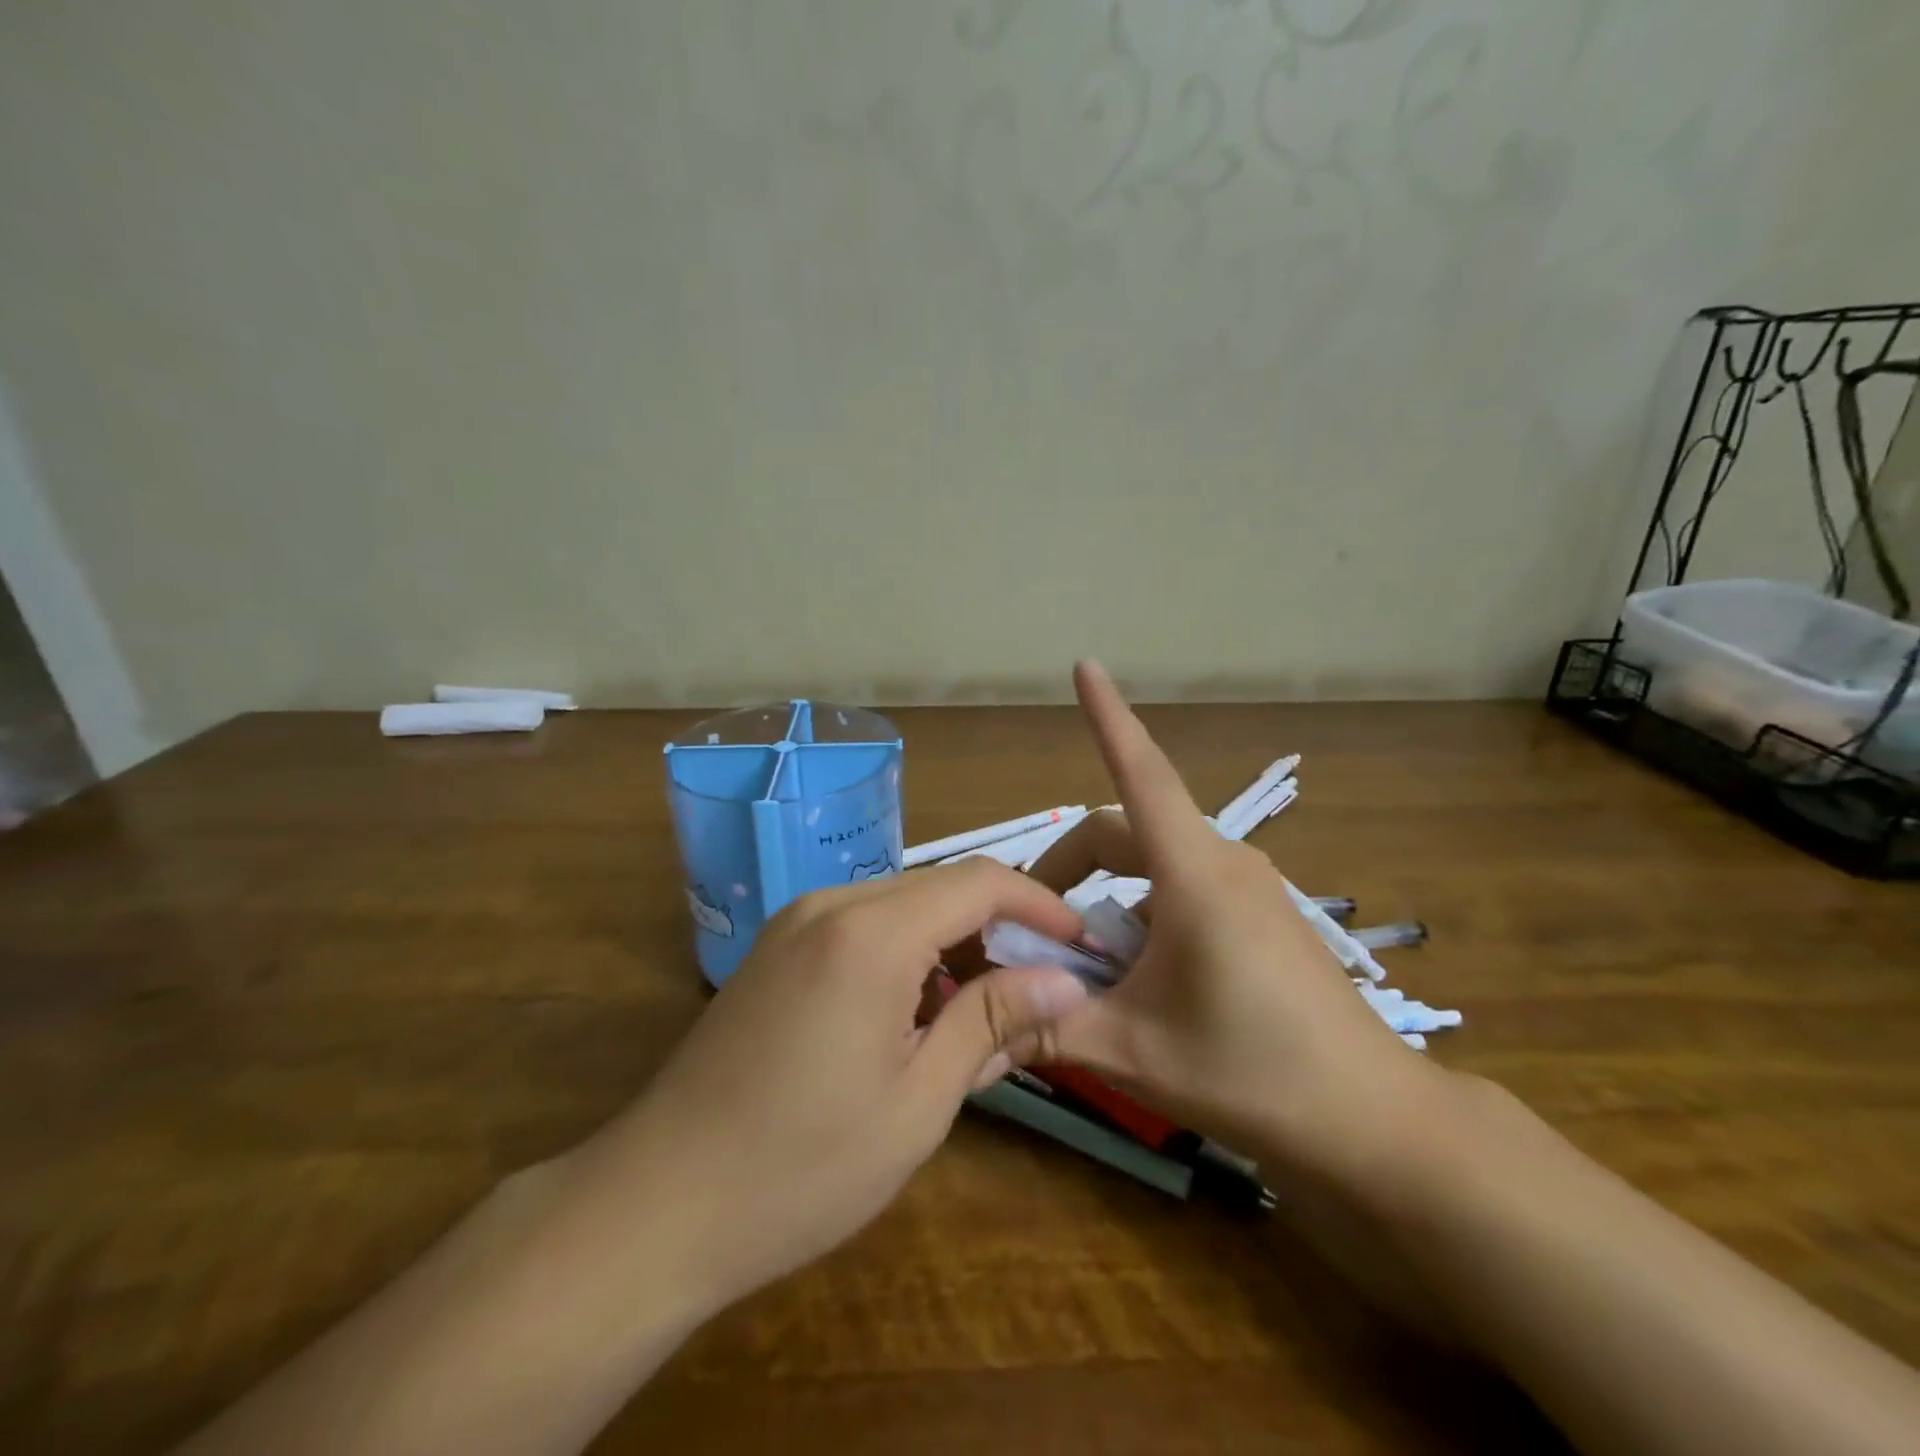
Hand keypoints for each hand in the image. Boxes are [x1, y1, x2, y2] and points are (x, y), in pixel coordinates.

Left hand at [572, 861, 1090, 1315]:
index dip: (1039, 904)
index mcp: (871, 933)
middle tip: (1039, 989)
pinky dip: (907, 952)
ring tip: (983, 1010)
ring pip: (902, 904)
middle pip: (940, 887)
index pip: (979, 882)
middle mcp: (831, 903)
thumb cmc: (801, 1168)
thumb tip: (1067, 982)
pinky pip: (863, 925)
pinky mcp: (776, 947)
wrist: (655, 1203)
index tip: (1080, 944)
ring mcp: (795, 922)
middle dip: (999, 926)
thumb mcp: (919, 1101)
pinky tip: (916, 1012)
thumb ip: (992, 1022)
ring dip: (952, 942)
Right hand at [1029, 662, 1440, 1178]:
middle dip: (1070, 870)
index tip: (1085, 666)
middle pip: (1125, 834)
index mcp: (1194, 874)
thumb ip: (1049, 1026)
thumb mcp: (1133, 1052)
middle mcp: (1223, 862)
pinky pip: (1183, 890)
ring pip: (1153, 867)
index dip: (1108, 716)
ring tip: (1087, 970)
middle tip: (1034, 931)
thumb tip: (983, 1021)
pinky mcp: (1262, 915)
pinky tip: (1141, 980)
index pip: (1141, 772)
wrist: (1375, 1122)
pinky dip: (1143, 915)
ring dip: (1107, 901)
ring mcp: (1250, 887)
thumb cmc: (1253, 1073)